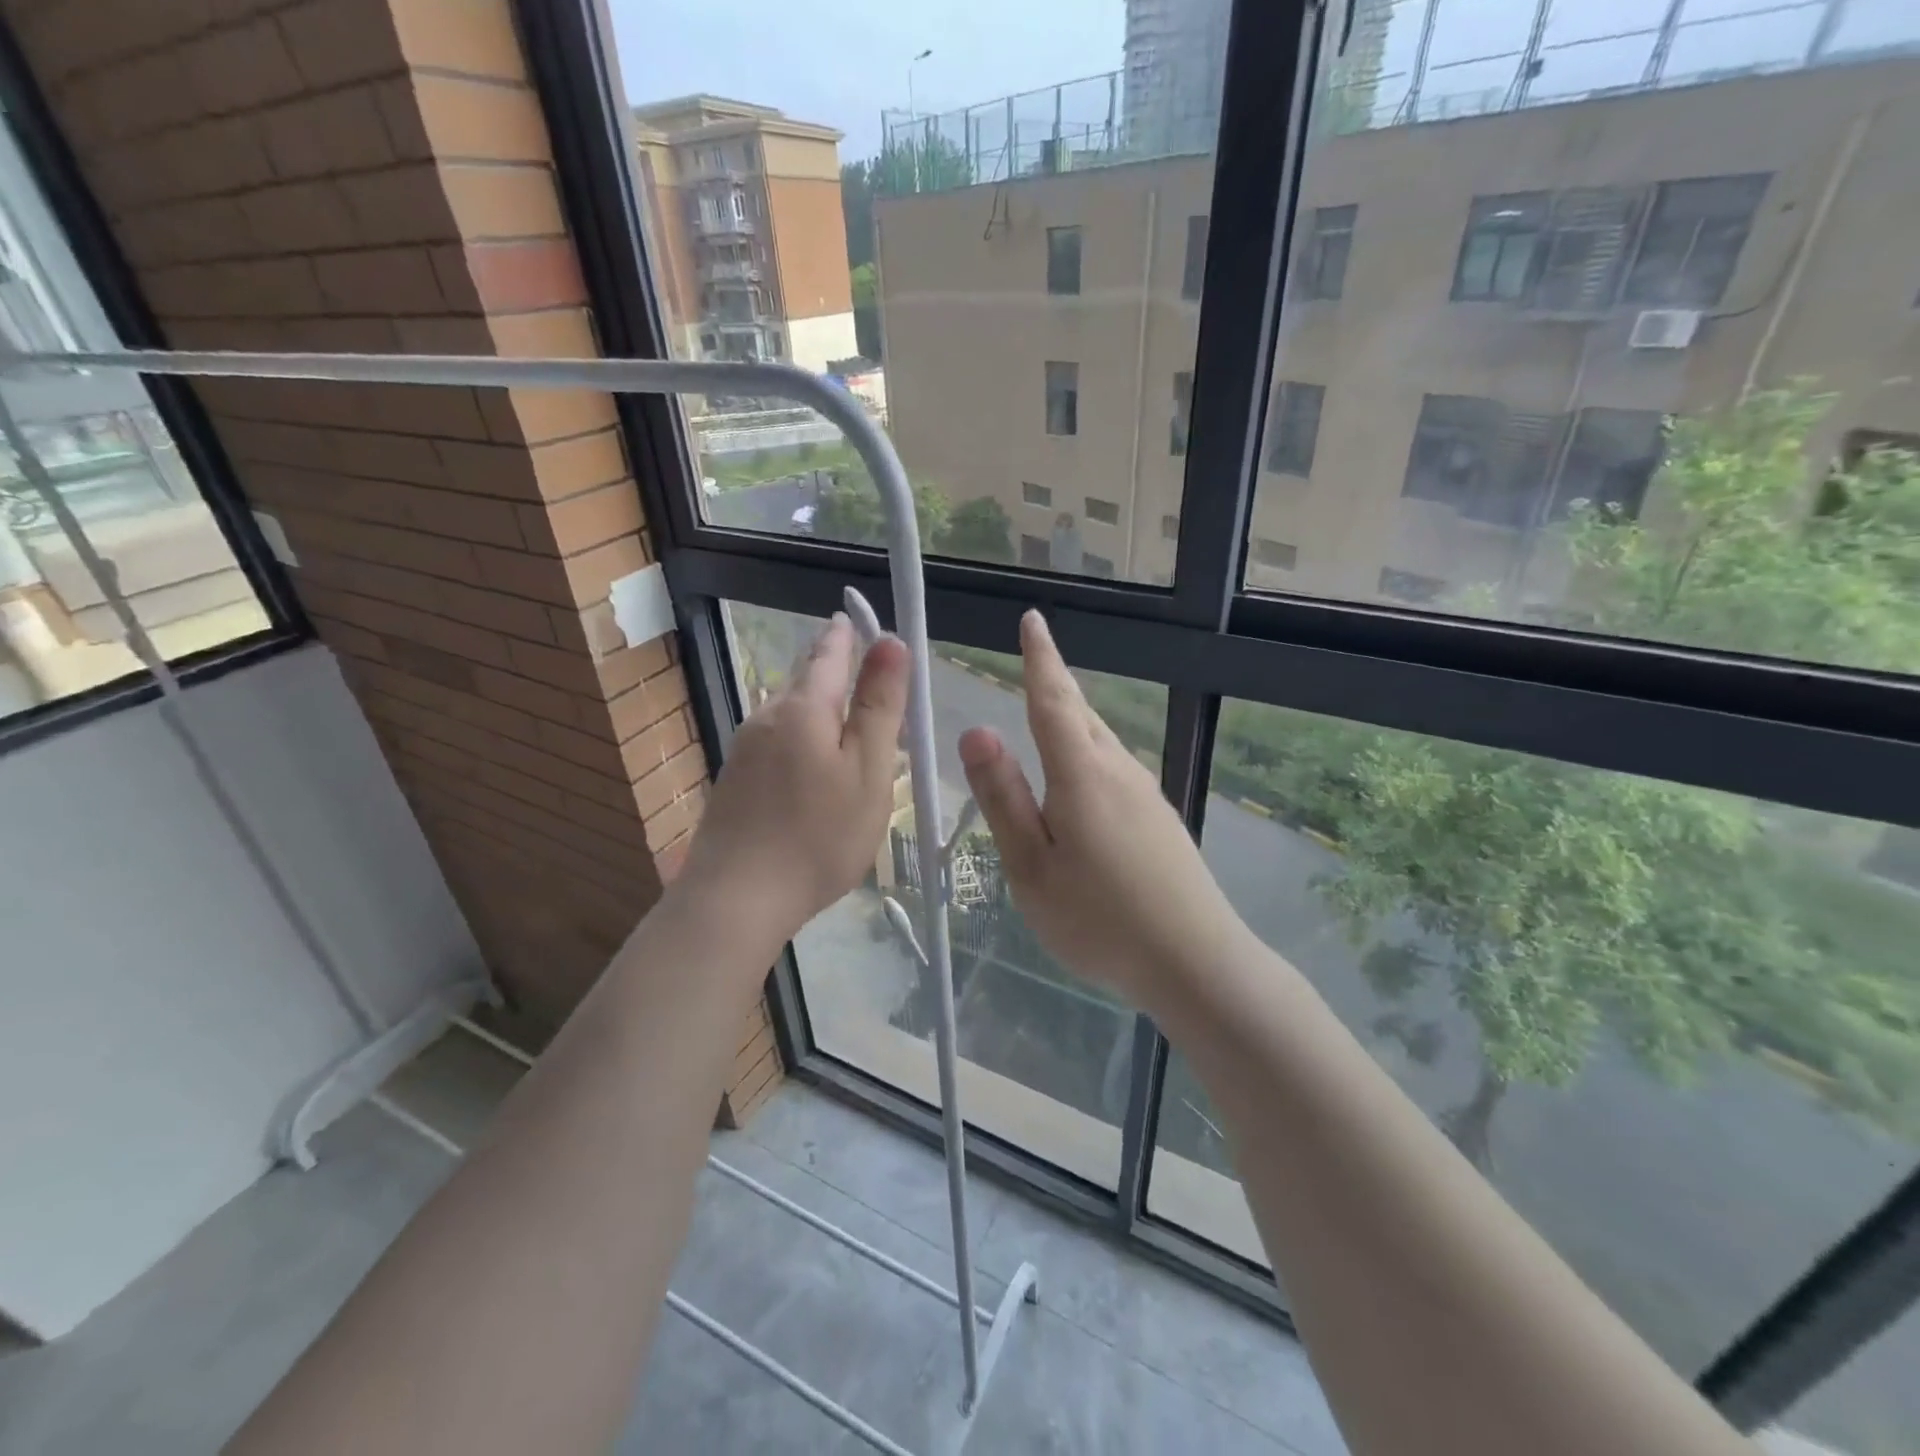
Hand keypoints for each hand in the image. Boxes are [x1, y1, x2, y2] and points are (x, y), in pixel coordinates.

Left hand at [680, 613, 909, 942]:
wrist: (736, 900)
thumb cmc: (818, 836)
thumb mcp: (867, 770)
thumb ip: (879, 706)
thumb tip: (891, 641)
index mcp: (804, 708)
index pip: (829, 652)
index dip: (849, 634)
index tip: (858, 618)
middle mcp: (766, 717)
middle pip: (805, 680)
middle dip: (833, 669)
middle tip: (864, 671)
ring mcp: (744, 749)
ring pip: (789, 712)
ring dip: (818, 708)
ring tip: (847, 723)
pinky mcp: (734, 780)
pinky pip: (776, 741)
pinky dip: (801, 738)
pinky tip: (811, 767)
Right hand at [959, 611, 1251, 1014]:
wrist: (1194, 961)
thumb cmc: (1098, 918)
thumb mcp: (1030, 865)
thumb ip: (1003, 797)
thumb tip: (977, 731)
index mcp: (1081, 774)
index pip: (1053, 700)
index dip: (1039, 658)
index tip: (1032, 620)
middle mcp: (1119, 771)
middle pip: (1082, 715)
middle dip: (1056, 684)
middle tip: (1035, 660)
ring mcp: (1146, 795)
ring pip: (1101, 742)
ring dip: (1073, 720)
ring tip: (1050, 713)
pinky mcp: (1160, 820)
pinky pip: (1115, 770)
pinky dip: (1090, 756)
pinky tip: (1081, 784)